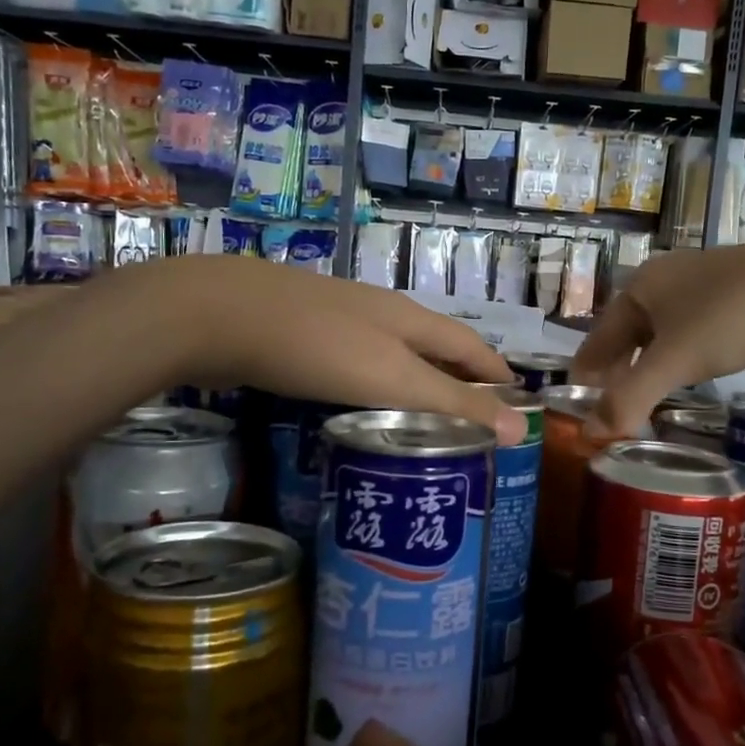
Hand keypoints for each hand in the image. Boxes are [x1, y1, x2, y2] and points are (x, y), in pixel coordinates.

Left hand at [149, 258, 524, 442]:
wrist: (221, 315)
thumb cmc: (319, 348)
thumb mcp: (395, 379)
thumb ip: (455, 404)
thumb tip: (523, 430)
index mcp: (411, 320)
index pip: (472, 347)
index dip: (498, 374)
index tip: (519, 402)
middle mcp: (383, 315)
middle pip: (436, 347)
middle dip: (461, 379)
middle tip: (477, 418)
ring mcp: (342, 322)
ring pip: (396, 355)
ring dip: (419, 383)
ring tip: (429, 419)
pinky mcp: (307, 337)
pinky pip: (360, 364)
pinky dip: (378, 386)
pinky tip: (367, 407)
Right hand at [569, 240, 744, 437]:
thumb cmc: (732, 317)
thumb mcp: (675, 360)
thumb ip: (628, 399)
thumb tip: (587, 437)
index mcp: (640, 288)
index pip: (597, 340)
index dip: (585, 378)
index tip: (578, 414)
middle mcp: (665, 285)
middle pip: (627, 339)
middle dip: (617, 378)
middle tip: (611, 418)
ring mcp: (703, 292)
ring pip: (662, 341)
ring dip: (649, 374)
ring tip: (643, 408)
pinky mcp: (736, 306)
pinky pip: (693, 341)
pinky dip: (682, 366)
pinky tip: (687, 386)